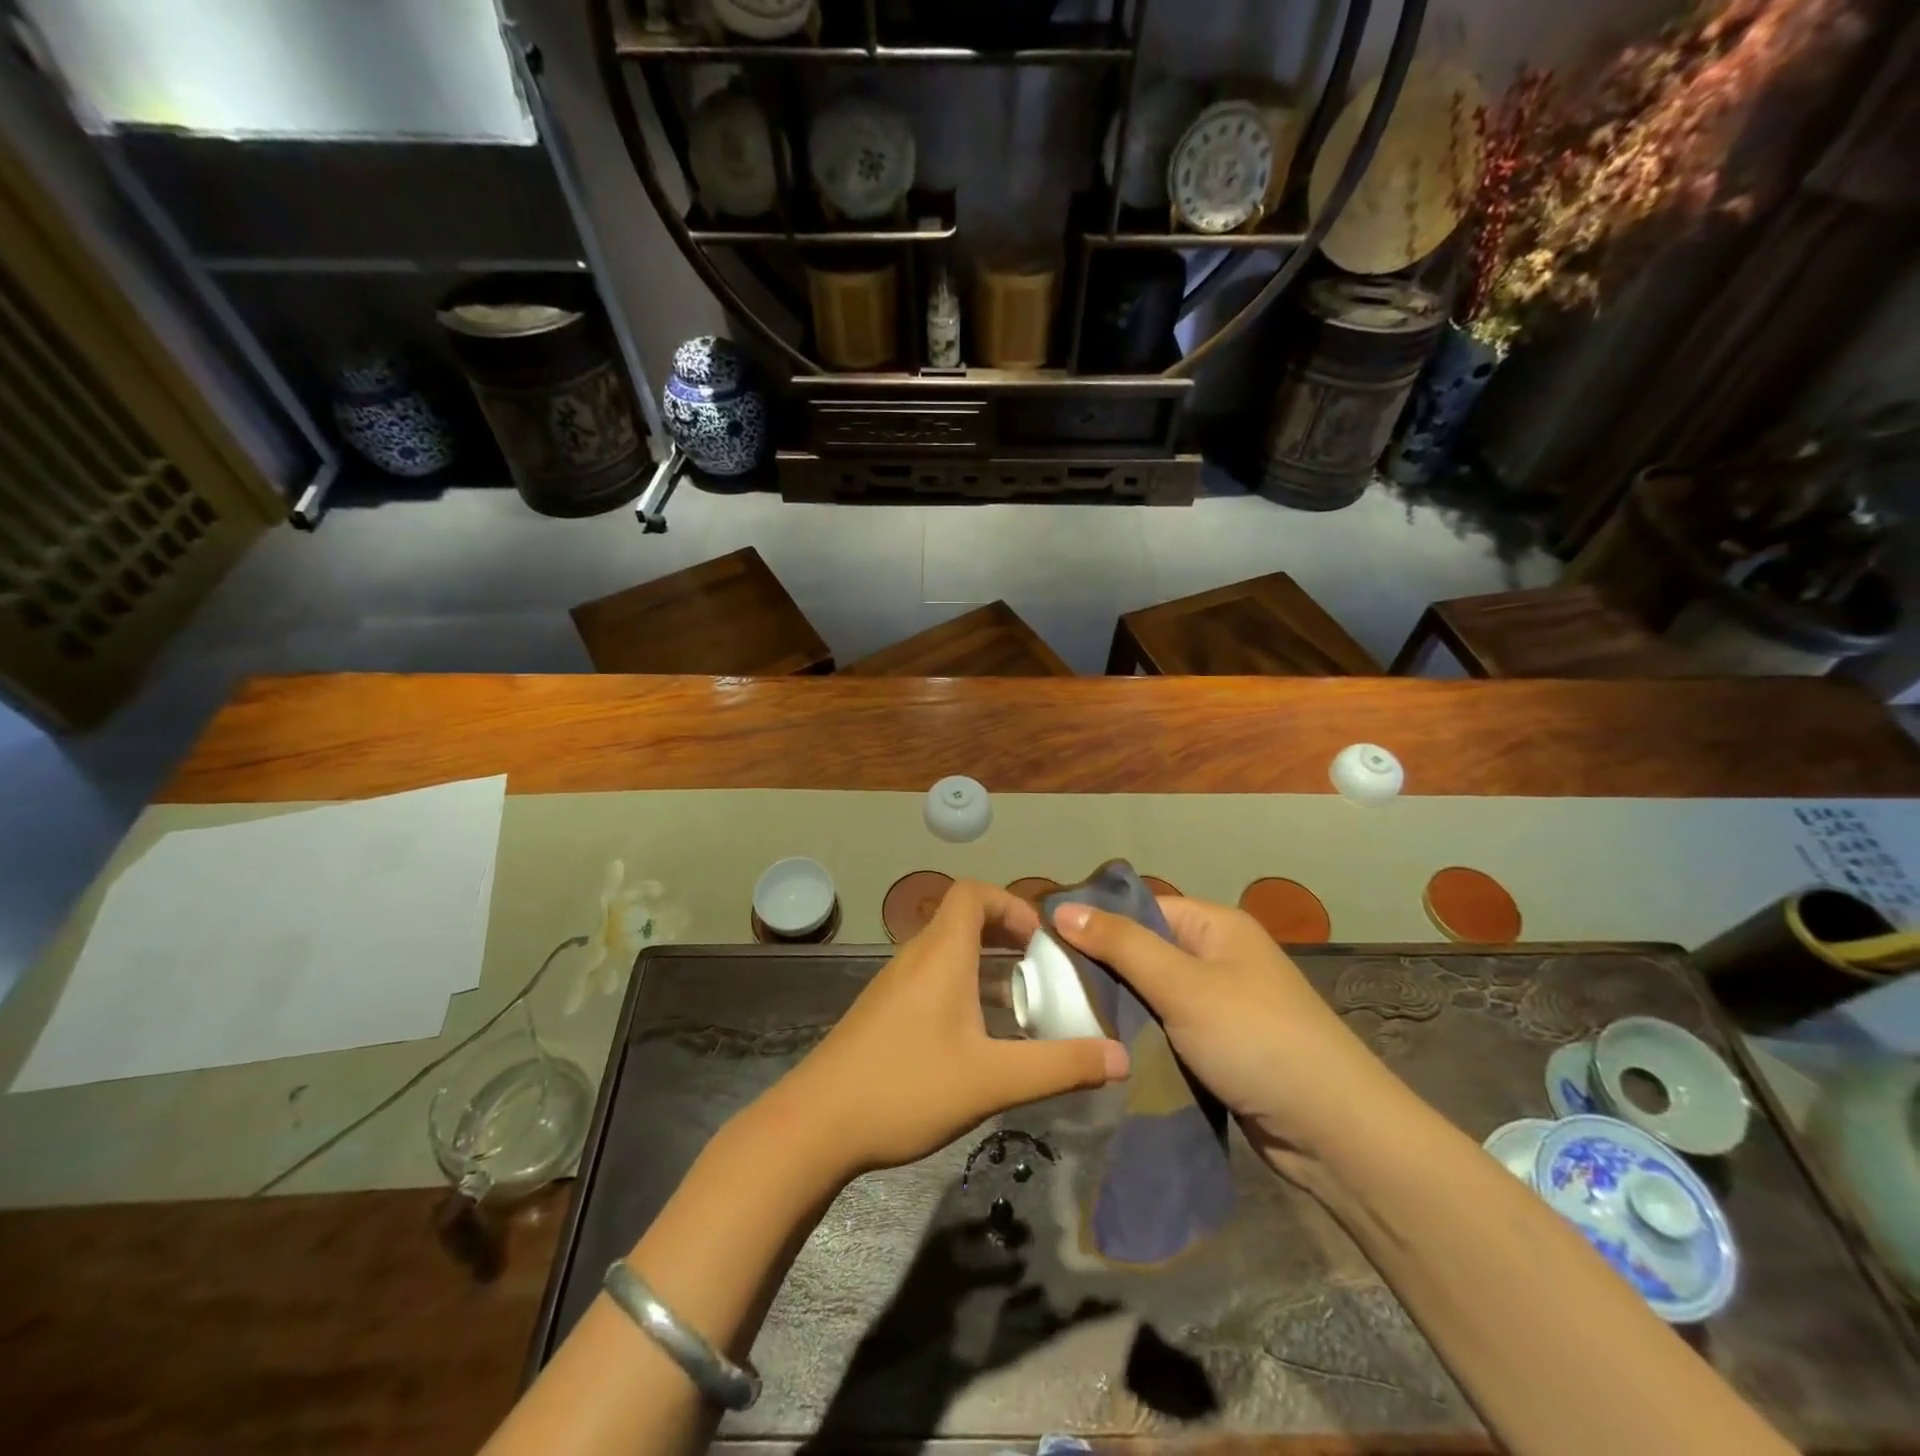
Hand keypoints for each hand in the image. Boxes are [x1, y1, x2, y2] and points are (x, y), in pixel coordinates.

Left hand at [774, 880, 1127, 1179]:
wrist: (815, 1125)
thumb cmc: (906, 1087)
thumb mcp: (992, 1080)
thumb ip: (1059, 1067)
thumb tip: (1120, 1058)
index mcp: (941, 953)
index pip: (972, 893)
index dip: (1011, 903)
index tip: (1042, 939)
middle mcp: (915, 956)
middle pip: (962, 918)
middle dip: (1006, 935)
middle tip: (1043, 970)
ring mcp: (894, 984)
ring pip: (947, 952)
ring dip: (986, 964)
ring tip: (1021, 1004)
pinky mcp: (883, 1011)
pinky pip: (931, 977)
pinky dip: (962, 986)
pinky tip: (978, 1037)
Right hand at [1051, 896, 1405, 1180]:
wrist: (1334, 1130)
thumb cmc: (1255, 1039)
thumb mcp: (1182, 985)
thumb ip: (1121, 945)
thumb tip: (1062, 907)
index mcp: (1216, 926)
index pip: (1142, 908)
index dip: (1096, 921)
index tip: (1047, 943)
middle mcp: (1219, 957)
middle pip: (1145, 951)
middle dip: (1103, 969)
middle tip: (1050, 988)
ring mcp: (1222, 1004)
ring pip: (1153, 994)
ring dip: (1120, 1008)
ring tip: (1068, 1018)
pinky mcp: (1222, 1046)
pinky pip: (1169, 1028)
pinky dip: (1142, 1036)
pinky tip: (1107, 1047)